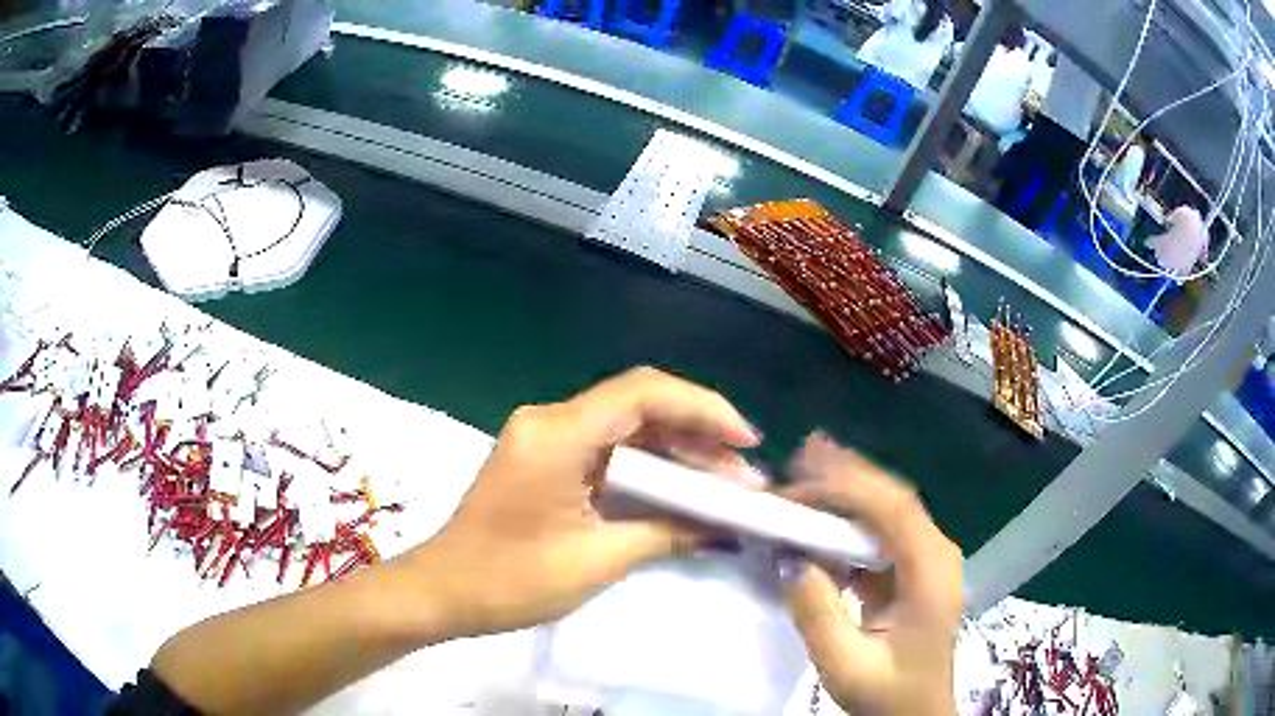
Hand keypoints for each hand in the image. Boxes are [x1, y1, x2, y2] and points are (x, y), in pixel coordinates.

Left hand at [409, 367, 760, 638]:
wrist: (442, 592)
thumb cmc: (511, 581)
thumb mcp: (598, 560)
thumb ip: (667, 532)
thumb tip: (726, 525)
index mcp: (557, 435)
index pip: (644, 395)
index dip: (704, 409)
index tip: (746, 441)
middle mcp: (549, 420)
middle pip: (638, 405)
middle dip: (696, 433)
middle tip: (741, 470)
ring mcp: (543, 437)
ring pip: (624, 426)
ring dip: (674, 450)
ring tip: (722, 482)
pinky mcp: (543, 458)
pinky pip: (605, 447)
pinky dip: (645, 465)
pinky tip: (677, 488)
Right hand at [781, 434, 962, 715]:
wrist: (917, 715)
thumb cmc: (888, 695)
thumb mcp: (845, 666)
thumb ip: (818, 614)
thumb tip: (790, 560)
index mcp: (931, 573)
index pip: (894, 511)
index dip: (848, 486)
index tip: (799, 478)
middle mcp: (936, 554)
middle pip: (894, 500)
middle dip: (846, 475)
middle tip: (798, 456)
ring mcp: (926, 561)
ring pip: (888, 511)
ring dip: (848, 491)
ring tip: (805, 472)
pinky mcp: (912, 572)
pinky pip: (881, 534)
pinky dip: (849, 521)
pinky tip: (821, 517)